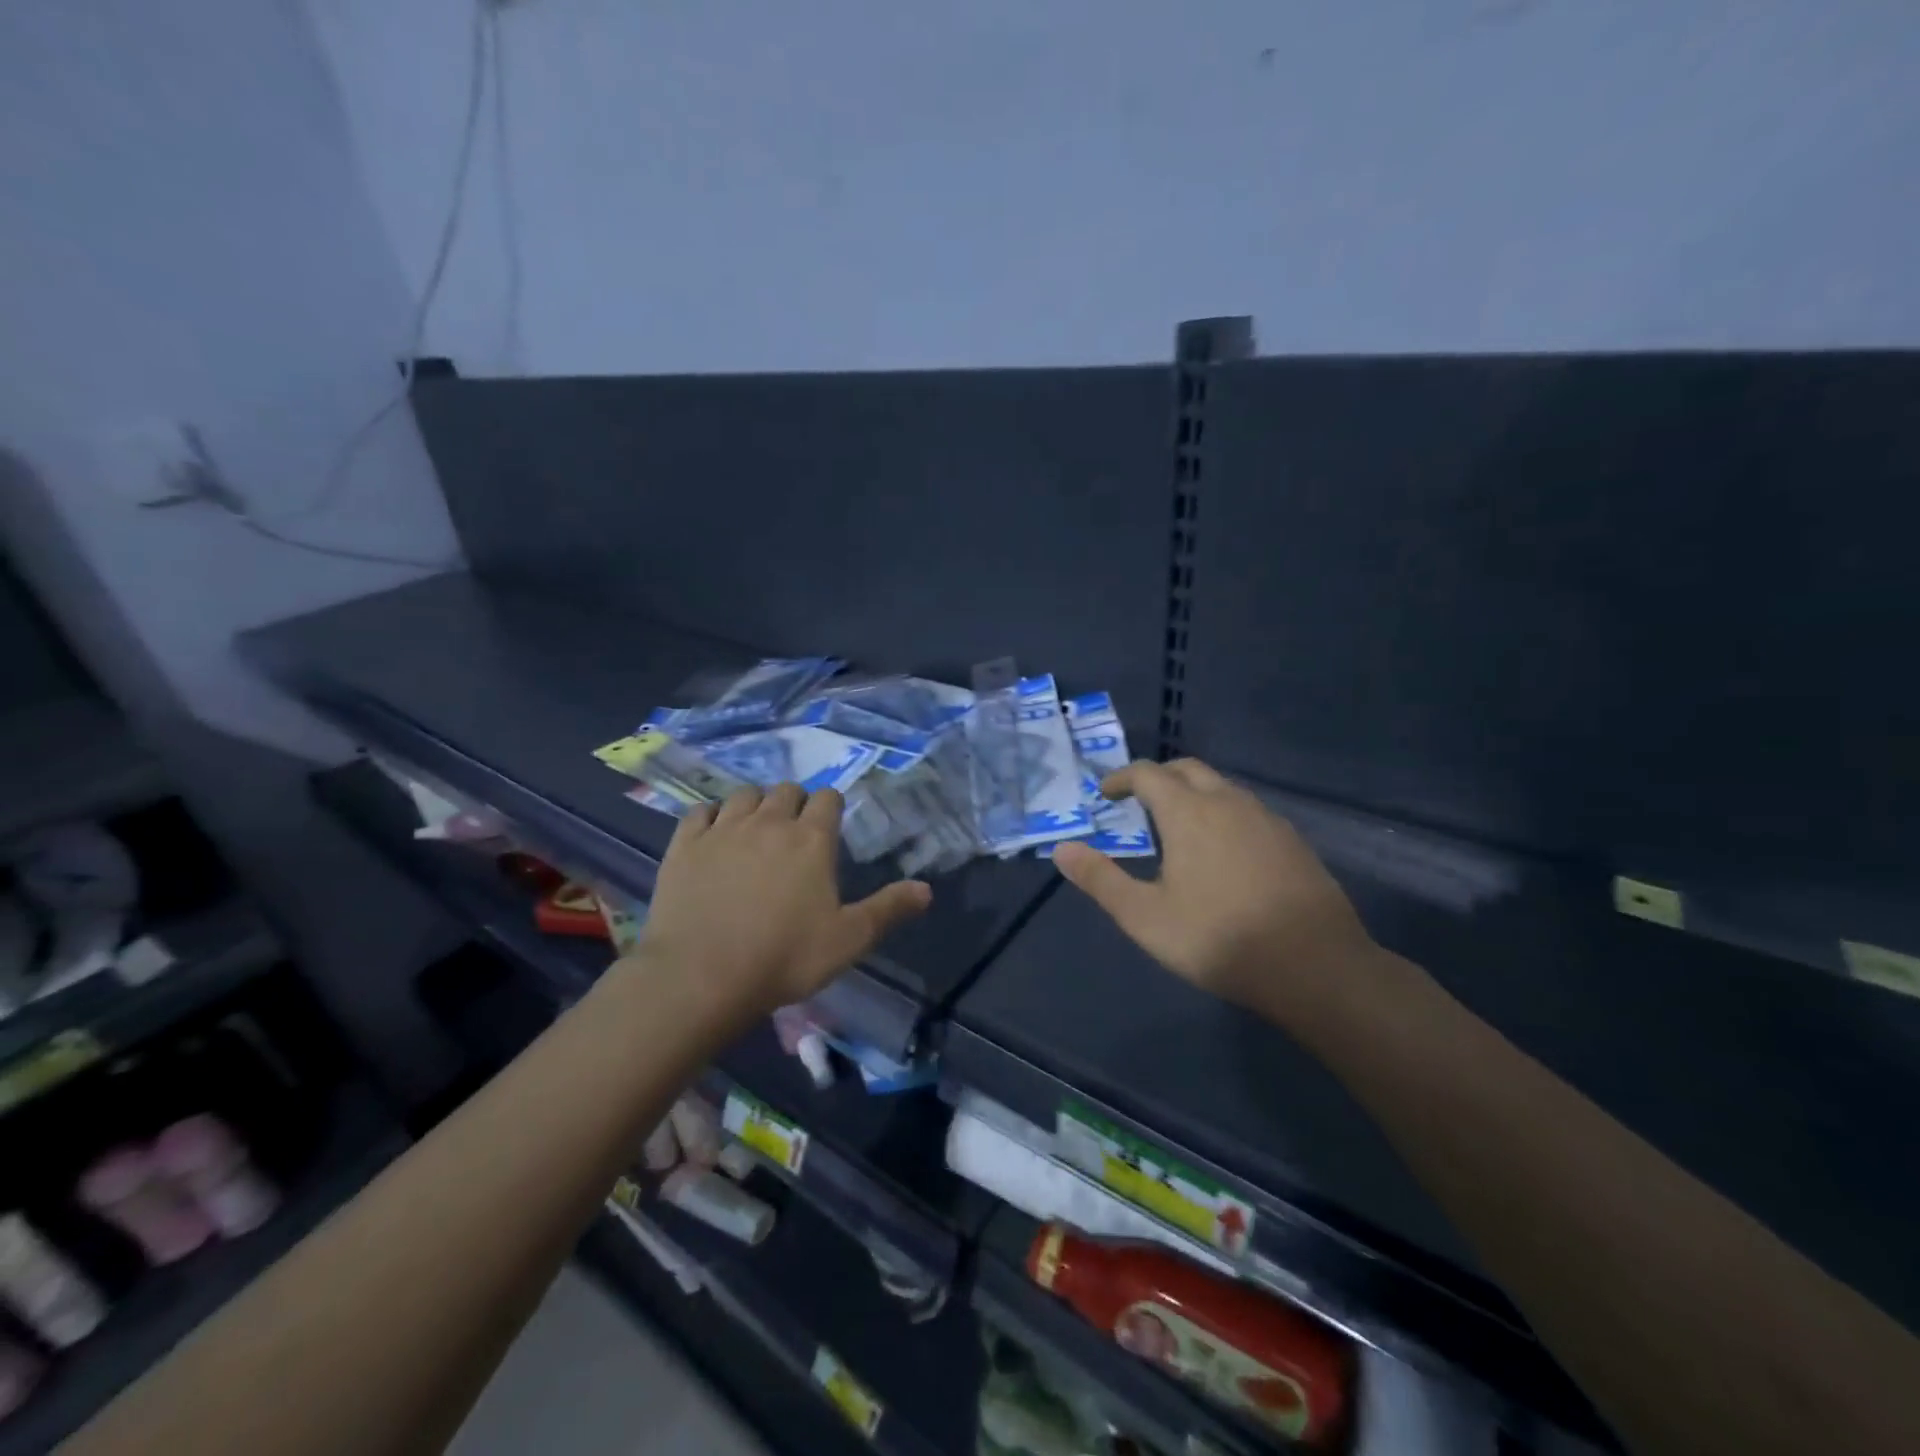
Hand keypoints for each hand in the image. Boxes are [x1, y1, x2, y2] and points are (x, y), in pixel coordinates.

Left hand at [636, 784, 931, 1021]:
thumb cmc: (784, 958)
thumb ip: (888, 909)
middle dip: (795, 804)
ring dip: (755, 805)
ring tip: (755, 830)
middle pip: (786, 790)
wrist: (701, 976)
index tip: (830, 825)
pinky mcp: (685, 845)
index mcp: (812, 839)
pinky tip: (712, 835)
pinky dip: (711, 817)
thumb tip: (927, 889)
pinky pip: (700, 812)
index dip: (831, 807)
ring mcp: (723, 830)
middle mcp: (769, 823)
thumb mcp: (848, 940)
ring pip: (744, 795)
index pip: (828, 798)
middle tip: (795, 833)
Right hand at [1052, 759, 1379, 1020]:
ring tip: (1178, 825)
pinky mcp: (1293, 842)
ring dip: (1194, 793)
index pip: (1148, 774)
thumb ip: (1100, 879)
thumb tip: (1061, 849)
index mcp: (1189, 812)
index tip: (1105, 793)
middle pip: (1188, 769)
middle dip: (1159, 777)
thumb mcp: (1145, 916)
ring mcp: (1267, 820)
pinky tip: (1224, 851)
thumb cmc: (1218, 938)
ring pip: (1223, 788)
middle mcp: (1229, 802)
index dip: (1121, 778)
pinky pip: (1249, 811)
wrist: (1314, 966)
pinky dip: (1224, 814)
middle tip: (1138, 800)